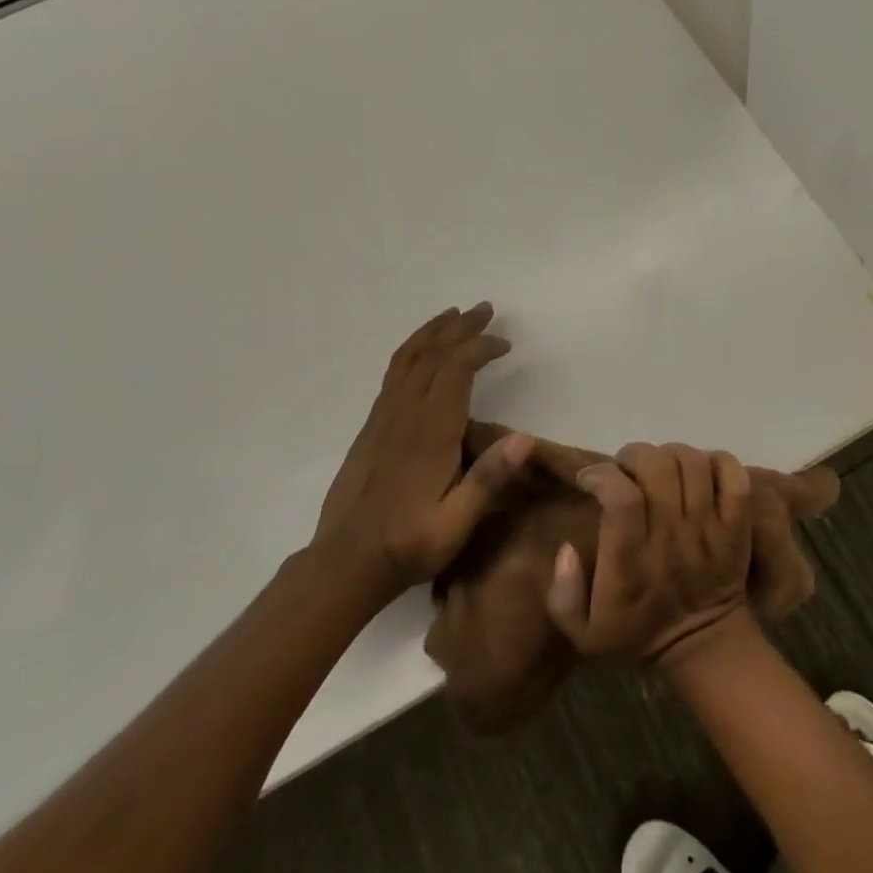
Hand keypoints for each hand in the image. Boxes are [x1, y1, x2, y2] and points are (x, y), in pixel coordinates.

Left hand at [312, 303, 532, 608]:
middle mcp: (404, 415)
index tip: (505, 343)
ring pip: (407, 359)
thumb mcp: (457, 522)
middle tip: (485, 309)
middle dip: (460, 327)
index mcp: (430, 432)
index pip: (455, 370)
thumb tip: (526, 438)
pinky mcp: (371, 428)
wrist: (345, 562)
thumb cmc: (409, 544)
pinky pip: (393, 374)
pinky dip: (412, 351)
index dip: (480, 347)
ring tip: (453, 315)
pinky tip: (422, 353)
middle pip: (432, 355)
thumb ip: (488, 479)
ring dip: (433, 332)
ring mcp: (383, 418)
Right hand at [545, 443, 753, 665]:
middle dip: (634, 455)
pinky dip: (718, 462)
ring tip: (659, 467)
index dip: (602, 475)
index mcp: (631, 560)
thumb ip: (563, 593)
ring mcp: (709, 529)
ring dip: (671, 453)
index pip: (621, 496)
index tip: (590, 478)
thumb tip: (567, 549)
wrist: (701, 647)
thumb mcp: (583, 631)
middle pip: (658, 467)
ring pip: (694, 464)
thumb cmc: (636, 633)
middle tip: (625, 468)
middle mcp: (671, 537)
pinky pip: (735, 478)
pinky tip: (699, 470)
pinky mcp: (736, 526)